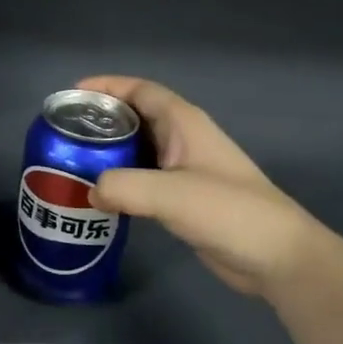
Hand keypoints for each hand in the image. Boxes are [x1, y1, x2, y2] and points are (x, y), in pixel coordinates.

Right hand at [78, 75, 342, 302]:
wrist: (278, 257)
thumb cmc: (229, 210)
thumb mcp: (171, 194)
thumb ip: (123, 186)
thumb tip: (90, 190)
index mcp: (184, 123)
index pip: (140, 90)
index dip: (107, 86)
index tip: (73, 93)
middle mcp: (183, 139)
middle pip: (135, 117)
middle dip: (101, 120)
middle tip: (64, 132)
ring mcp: (185, 169)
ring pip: (138, 149)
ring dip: (109, 152)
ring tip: (72, 161)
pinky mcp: (185, 198)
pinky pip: (144, 178)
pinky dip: (120, 179)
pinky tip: (100, 194)